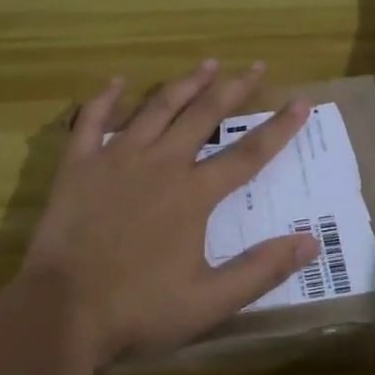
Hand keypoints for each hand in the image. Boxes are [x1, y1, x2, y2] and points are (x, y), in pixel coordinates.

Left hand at [18, 61, 319, 367]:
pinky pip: (92, 119)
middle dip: (234, 88)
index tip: (301, 101)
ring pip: (157, 108)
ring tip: (207, 63)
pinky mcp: (78, 164)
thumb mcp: (210, 302)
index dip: (279, 128)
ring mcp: (116, 159)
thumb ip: (262, 270)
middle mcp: (161, 164)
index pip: (248, 154)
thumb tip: (312, 241)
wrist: (62, 311)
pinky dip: (106, 98)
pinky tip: (119, 81)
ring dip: (185, 83)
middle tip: (255, 66)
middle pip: (204, 116)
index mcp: (194, 194)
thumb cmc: (139, 309)